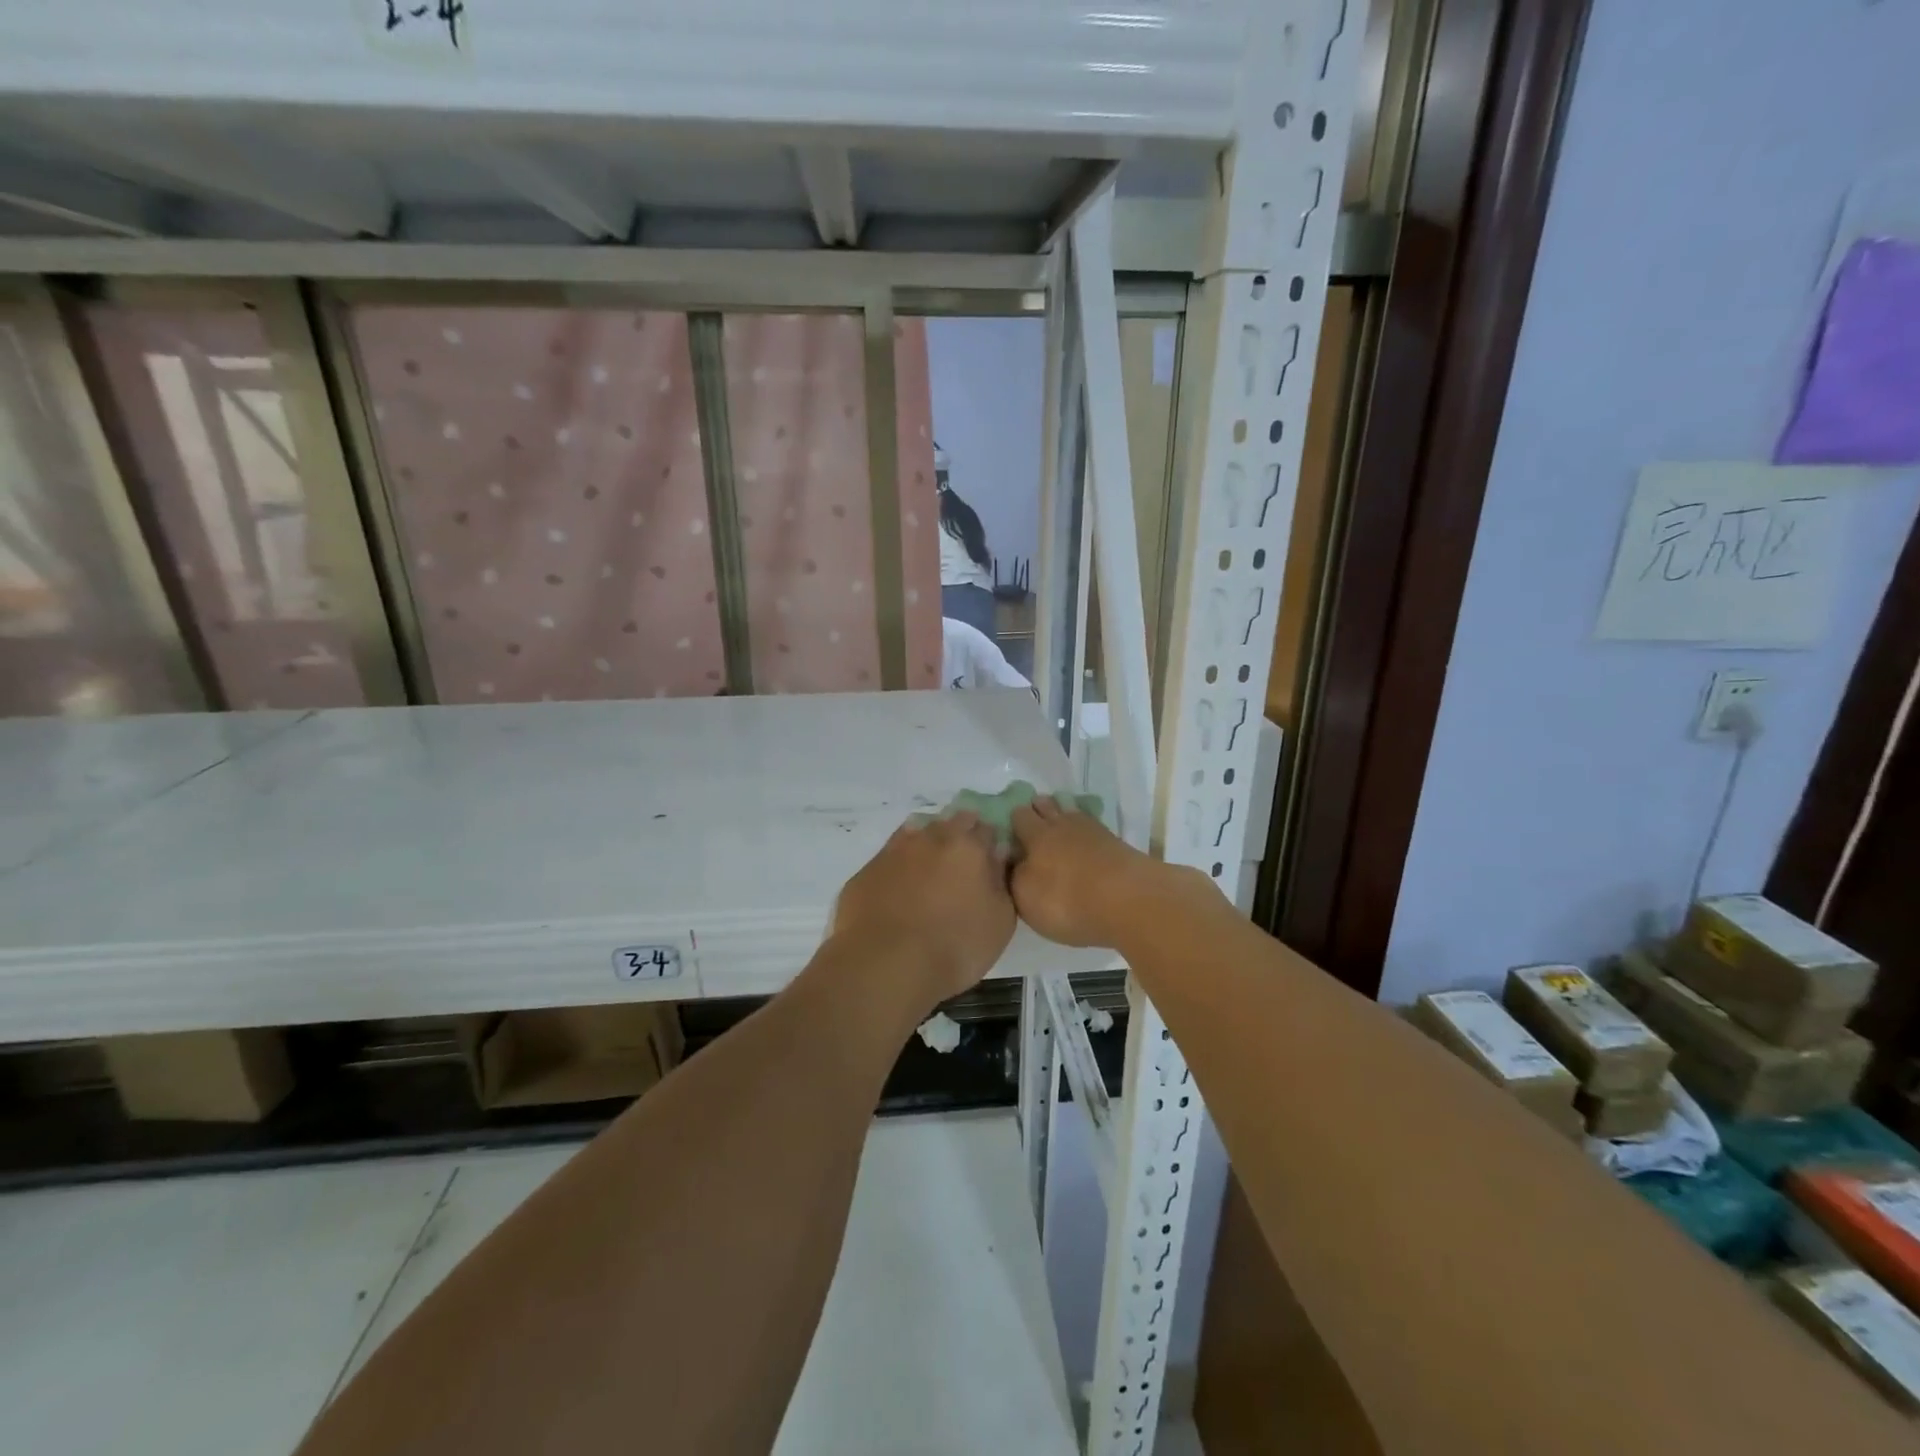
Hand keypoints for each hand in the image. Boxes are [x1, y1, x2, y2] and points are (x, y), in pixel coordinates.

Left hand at [830, 812, 1015, 1009]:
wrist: (885, 965)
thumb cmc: (955, 947)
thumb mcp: (1000, 922)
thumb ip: (1000, 882)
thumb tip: (997, 856)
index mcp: (969, 847)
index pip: (987, 829)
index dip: (990, 843)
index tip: (991, 860)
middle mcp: (931, 838)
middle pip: (951, 823)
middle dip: (960, 837)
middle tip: (963, 866)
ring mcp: (895, 851)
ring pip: (917, 833)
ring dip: (927, 845)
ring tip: (931, 874)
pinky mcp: (867, 870)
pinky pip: (889, 858)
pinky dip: (899, 866)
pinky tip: (900, 888)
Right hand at [1010, 795, 1165, 948]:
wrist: (1129, 901)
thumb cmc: (1067, 901)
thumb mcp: (1026, 897)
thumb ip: (1014, 876)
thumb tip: (1011, 861)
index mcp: (1036, 835)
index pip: (1019, 816)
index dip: (1012, 819)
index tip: (1007, 827)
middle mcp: (1063, 825)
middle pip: (1047, 807)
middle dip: (1038, 810)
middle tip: (1032, 821)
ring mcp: (1093, 831)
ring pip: (1072, 813)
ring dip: (1063, 815)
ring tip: (1059, 826)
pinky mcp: (1117, 843)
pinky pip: (1094, 829)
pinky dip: (1087, 832)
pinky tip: (1086, 841)